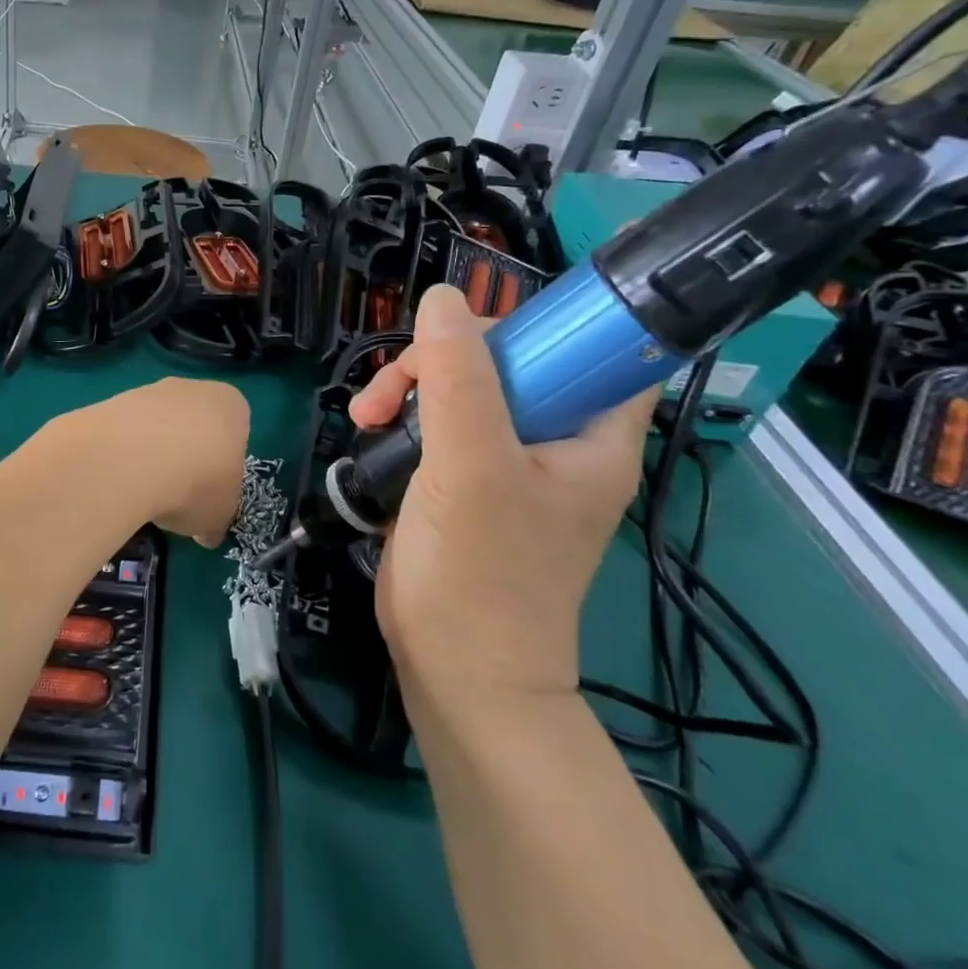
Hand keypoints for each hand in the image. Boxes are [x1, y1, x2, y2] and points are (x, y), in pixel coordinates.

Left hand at [52, 379, 250, 546]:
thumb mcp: (219, 515)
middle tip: (176, 494)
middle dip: (186, 456)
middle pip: (193, 425)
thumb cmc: (198, 482)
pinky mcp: (113, 400)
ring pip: (157, 427)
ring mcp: (150, 390)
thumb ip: (215, 519)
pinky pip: (125, 432)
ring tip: (142, 491)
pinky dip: (123, 454)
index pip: (235, 432)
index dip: (222, 466)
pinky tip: (118, 478)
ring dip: (151, 455)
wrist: (134, 458)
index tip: (210, 492)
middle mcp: (193, 389)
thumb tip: (206, 533)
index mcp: (231, 406)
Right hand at [348, 284, 656, 698]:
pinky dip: (401, 414)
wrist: (453, 670)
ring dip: (410, 385)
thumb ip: (458, 379)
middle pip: (510, 359)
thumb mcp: (470, 466)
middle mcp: (555, 441)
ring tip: (367, 412)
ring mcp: (506, 461)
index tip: (480, 327)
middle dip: (447, 357)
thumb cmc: (480, 572)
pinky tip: (368, 426)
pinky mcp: (462, 479)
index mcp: (590, 435)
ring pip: (463, 386)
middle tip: (400, 380)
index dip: (550, 323)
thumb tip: (442, 298)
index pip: (600, 350)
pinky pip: (437, 419)